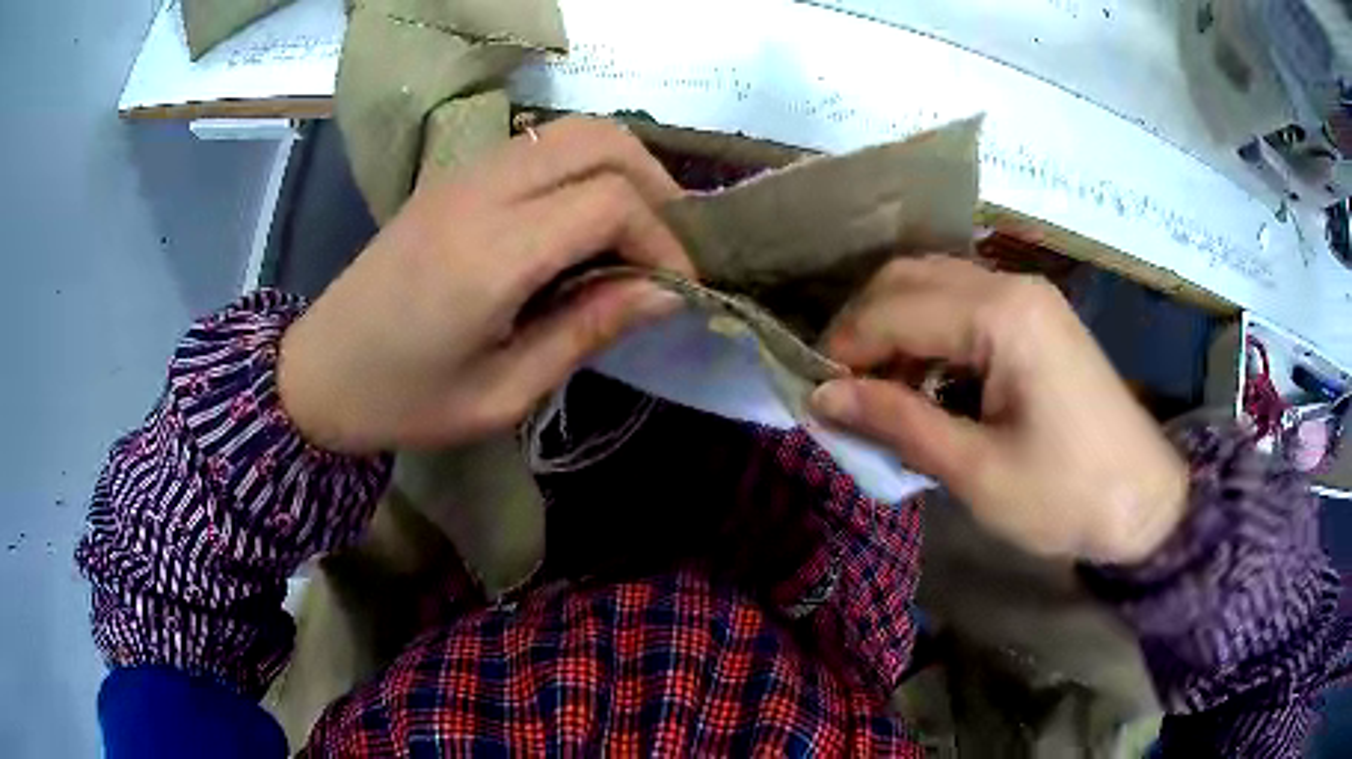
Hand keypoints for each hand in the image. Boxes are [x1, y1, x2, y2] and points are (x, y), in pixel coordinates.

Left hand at [279, 118, 692, 453]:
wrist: (319, 371)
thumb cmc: (405, 401)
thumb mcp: (503, 394)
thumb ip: (587, 331)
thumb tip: (666, 292)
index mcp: (490, 254)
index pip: (608, 202)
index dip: (663, 238)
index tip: (678, 286)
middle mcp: (480, 192)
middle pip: (600, 139)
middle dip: (655, 184)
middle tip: (669, 243)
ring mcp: (463, 174)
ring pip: (572, 130)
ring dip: (622, 167)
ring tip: (637, 229)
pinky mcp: (453, 176)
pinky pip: (539, 145)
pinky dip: (582, 166)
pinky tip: (583, 218)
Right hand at [809, 256, 1187, 563]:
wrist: (1146, 502)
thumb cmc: (1066, 496)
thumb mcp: (976, 470)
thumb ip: (898, 422)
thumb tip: (822, 397)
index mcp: (1002, 315)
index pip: (895, 308)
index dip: (844, 347)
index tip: (812, 392)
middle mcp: (1012, 285)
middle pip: (910, 278)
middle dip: (863, 327)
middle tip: (838, 388)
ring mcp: (1028, 297)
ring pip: (935, 285)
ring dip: (894, 327)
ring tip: (874, 387)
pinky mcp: (1037, 317)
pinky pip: (963, 305)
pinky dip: (928, 333)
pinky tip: (921, 377)